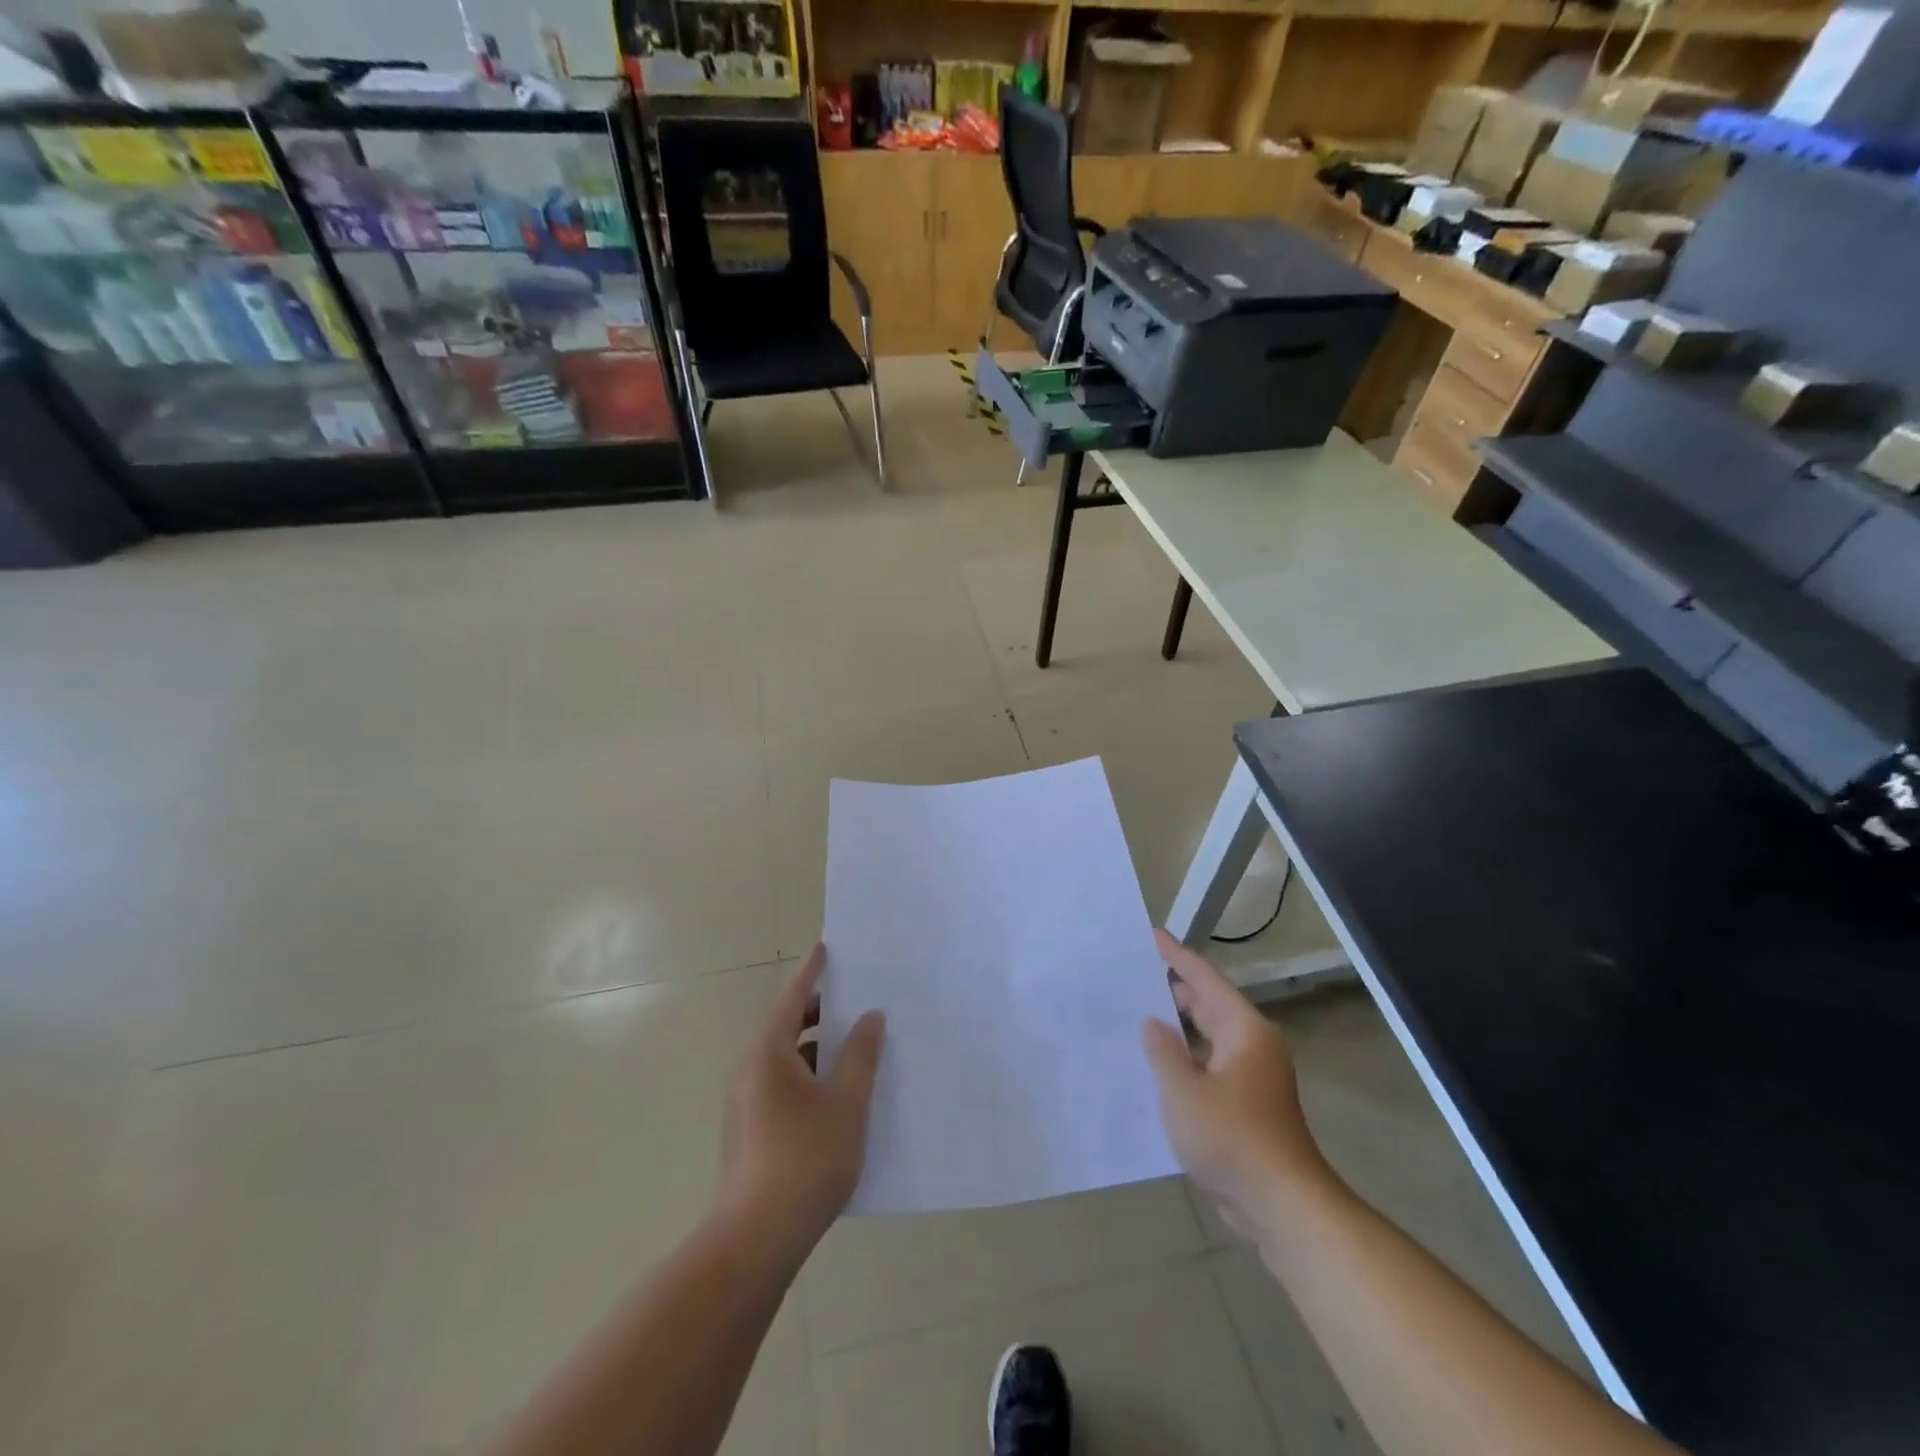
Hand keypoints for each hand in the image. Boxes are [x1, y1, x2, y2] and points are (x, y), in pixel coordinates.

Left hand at [716, 944, 885, 1263]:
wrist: (755, 1240)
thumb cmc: (806, 1160)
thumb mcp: (847, 1103)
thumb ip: (861, 1055)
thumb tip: (870, 1017)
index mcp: (769, 1054)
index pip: (792, 999)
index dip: (811, 973)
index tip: (826, 948)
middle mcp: (750, 1071)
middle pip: (785, 1027)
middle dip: (817, 1011)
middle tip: (852, 997)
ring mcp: (746, 1104)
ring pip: (784, 1060)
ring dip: (815, 1047)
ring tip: (853, 1046)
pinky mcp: (750, 1132)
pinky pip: (781, 1086)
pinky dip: (808, 1075)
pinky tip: (836, 1095)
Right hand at [1142, 930, 1328, 1239]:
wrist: (1283, 1206)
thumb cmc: (1232, 1138)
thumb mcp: (1183, 1090)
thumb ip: (1163, 1050)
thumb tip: (1153, 1024)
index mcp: (1243, 1029)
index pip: (1203, 979)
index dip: (1175, 956)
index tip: (1149, 935)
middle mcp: (1251, 1045)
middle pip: (1207, 1004)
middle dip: (1171, 989)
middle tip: (1131, 974)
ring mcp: (1251, 1076)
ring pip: (1207, 1037)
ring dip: (1176, 1027)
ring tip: (1134, 1014)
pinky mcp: (1246, 1105)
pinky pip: (1208, 1065)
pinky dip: (1184, 1058)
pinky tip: (1155, 1066)